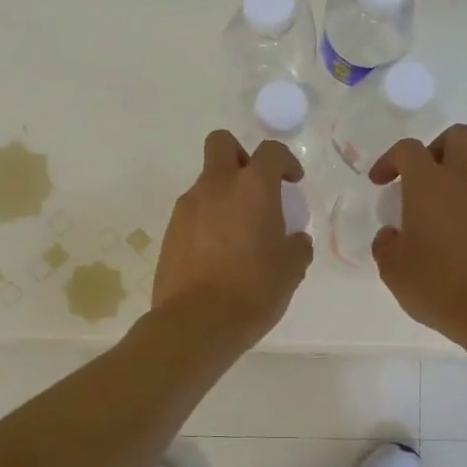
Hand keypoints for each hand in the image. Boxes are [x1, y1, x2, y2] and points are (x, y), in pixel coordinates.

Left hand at [152, 131, 312, 351]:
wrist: (196, 323)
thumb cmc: (253, 290)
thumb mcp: (291, 269)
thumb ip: (297, 245)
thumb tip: (293, 240)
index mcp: (252, 188)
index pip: (271, 152)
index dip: (285, 162)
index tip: (292, 183)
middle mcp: (216, 187)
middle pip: (222, 144)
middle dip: (240, 156)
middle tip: (255, 188)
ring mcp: (187, 208)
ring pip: (205, 182)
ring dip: (223, 195)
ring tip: (238, 234)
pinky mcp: (170, 232)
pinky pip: (193, 213)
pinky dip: (207, 221)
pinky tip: (218, 254)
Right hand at [370, 125, 466, 349]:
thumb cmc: (438, 284)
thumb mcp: (394, 269)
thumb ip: (387, 244)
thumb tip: (392, 235)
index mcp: (430, 184)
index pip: (409, 149)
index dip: (391, 159)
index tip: (380, 183)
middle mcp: (466, 181)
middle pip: (457, 137)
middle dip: (435, 150)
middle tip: (419, 182)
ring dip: (454, 189)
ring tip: (438, 228)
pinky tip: (462, 248)